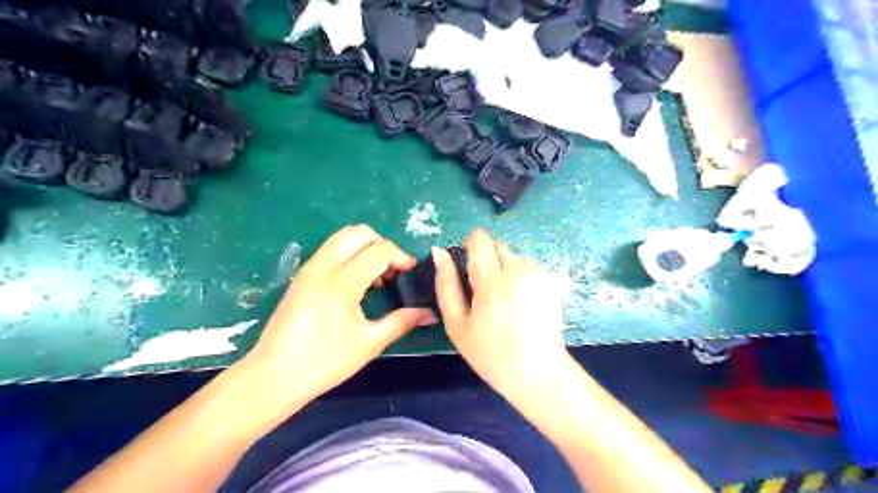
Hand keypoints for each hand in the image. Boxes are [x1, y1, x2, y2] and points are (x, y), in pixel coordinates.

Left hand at [241, 223, 432, 406]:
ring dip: (365, 248)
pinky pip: (330, 250)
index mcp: (342, 281)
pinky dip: (349, 255)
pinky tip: (355, 285)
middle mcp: (324, 266)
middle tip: (393, 271)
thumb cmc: (324, 362)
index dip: (401, 257)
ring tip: (376, 278)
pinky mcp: (301, 276)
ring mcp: (309, 268)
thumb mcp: (369, 343)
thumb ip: (402, 321)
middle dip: (382, 245)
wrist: (272, 377)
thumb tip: (430, 313)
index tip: (411, 274)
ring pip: (342, 237)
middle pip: (359, 232)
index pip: (380, 250)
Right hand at [432, 228, 569, 401]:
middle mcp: (518, 270)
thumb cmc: (490, 352)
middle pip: (497, 245)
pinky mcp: (550, 283)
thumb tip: (440, 252)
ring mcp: (537, 275)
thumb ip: (446, 284)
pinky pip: (528, 268)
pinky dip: (519, 276)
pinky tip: (518, 303)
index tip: (466, 265)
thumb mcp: (457, 323)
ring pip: (513, 256)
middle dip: (486, 258)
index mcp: (492, 280)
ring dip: (503, 267)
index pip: (480, 239)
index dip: (469, 245)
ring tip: (502, 299)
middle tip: (482, 289)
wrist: (537, 372)